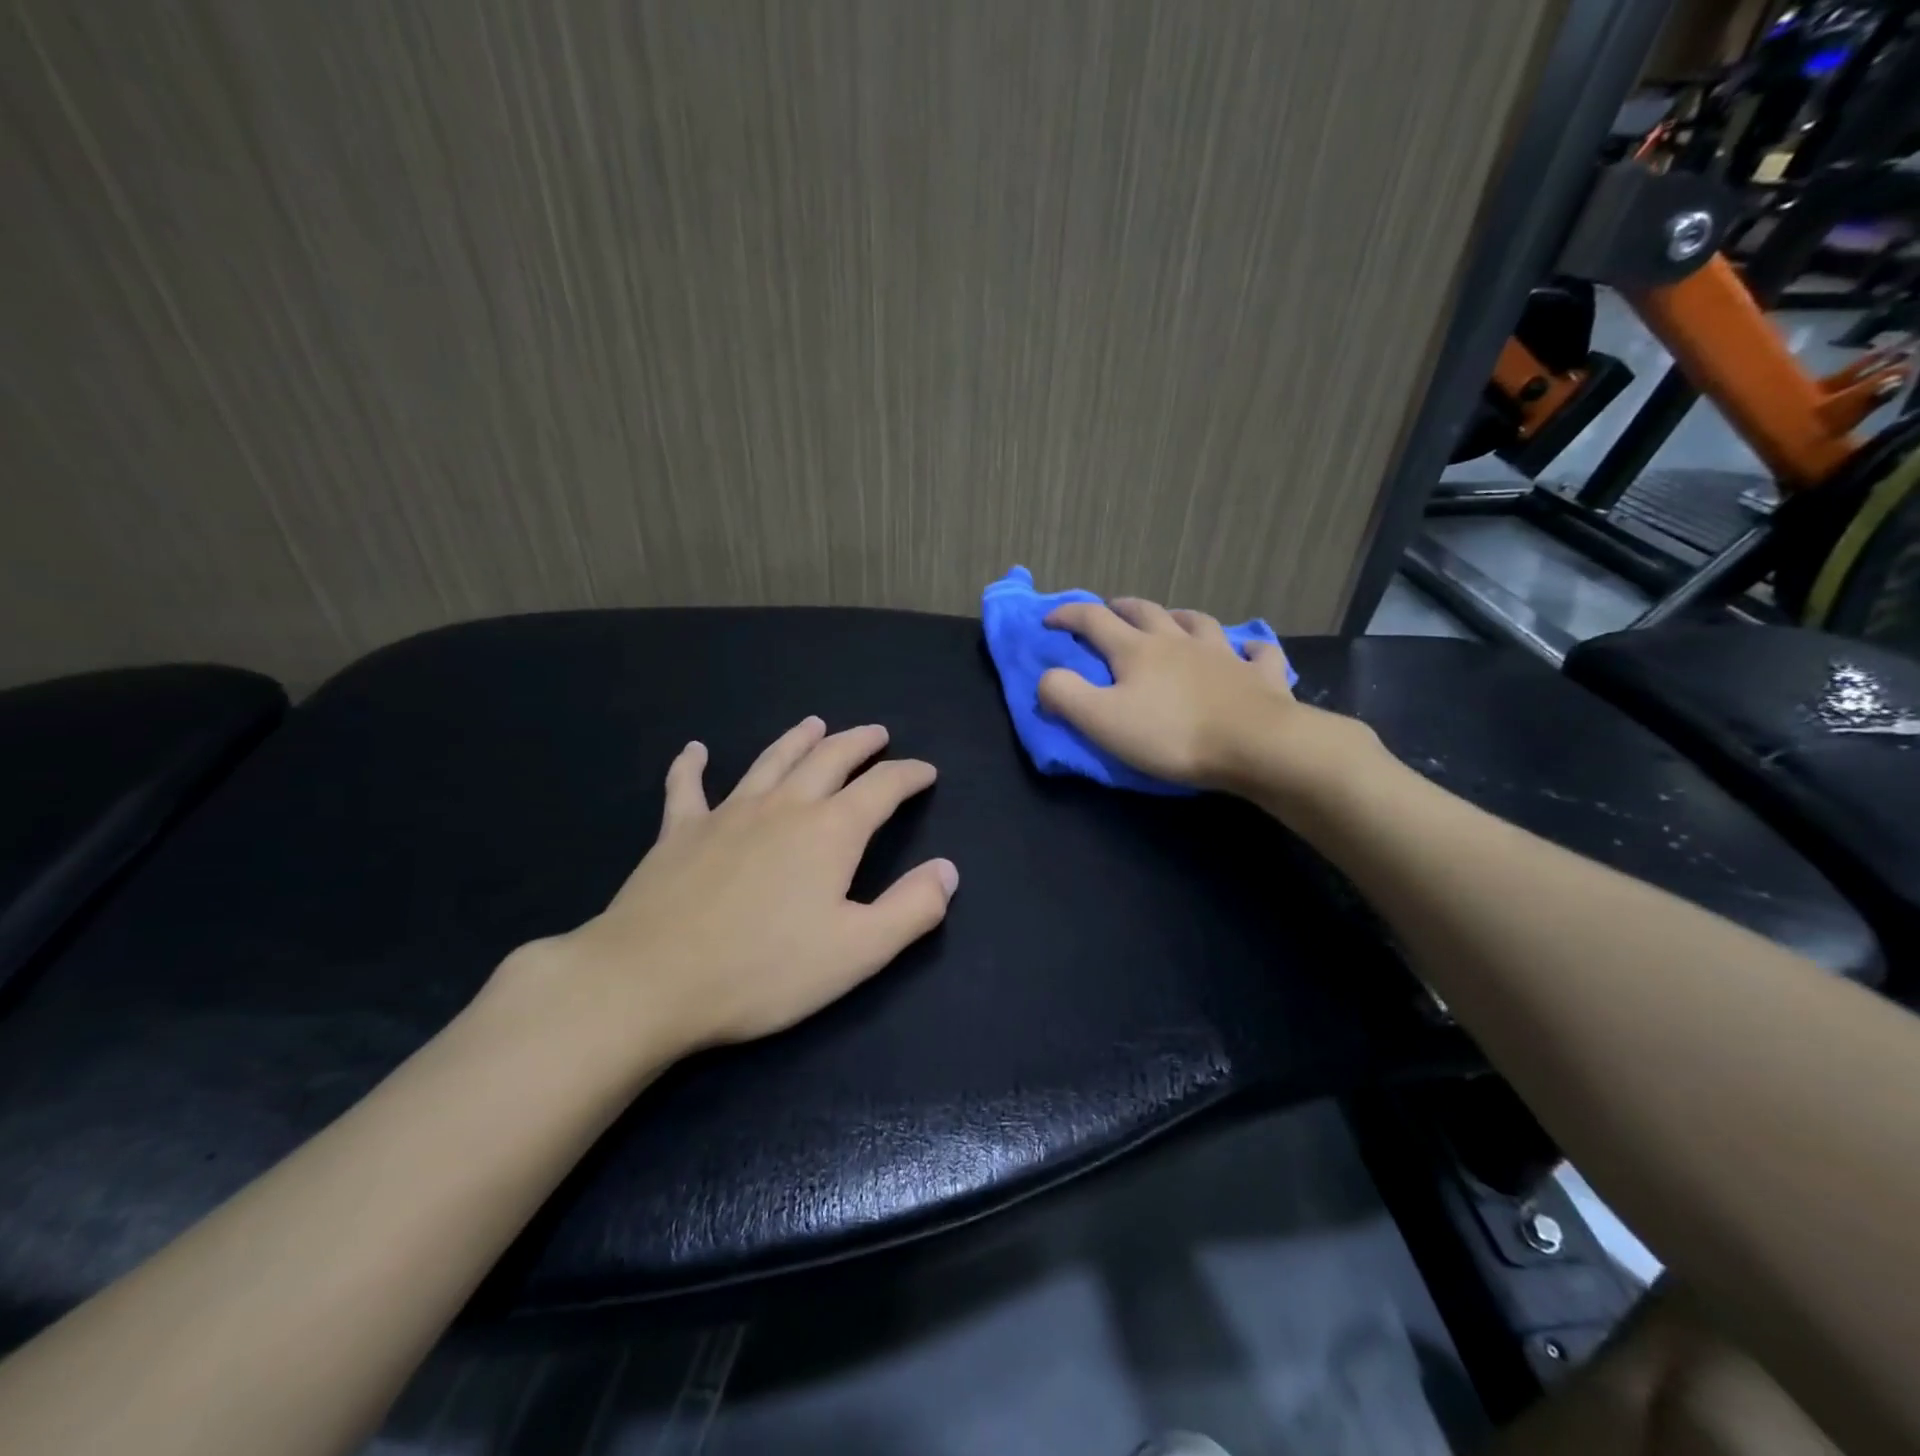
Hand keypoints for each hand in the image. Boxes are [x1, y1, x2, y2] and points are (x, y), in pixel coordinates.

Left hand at [493, 717, 956, 1068]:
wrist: (650, 981)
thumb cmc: (763, 970)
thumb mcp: (857, 951)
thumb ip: (911, 909)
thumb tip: (948, 871)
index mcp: (830, 832)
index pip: (882, 788)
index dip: (909, 775)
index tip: (926, 772)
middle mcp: (783, 807)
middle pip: (829, 759)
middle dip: (859, 743)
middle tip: (877, 733)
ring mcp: (727, 814)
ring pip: (770, 761)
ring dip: (797, 740)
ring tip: (815, 724)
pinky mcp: (679, 832)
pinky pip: (687, 787)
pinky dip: (691, 765)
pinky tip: (694, 750)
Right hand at [1038, 597, 1375, 801]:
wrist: (1255, 745)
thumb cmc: (1171, 734)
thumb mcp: (1101, 720)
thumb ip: (1065, 694)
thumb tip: (1046, 677)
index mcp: (1136, 650)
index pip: (1094, 620)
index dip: (1068, 615)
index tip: (1049, 619)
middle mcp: (1178, 641)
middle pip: (1145, 611)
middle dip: (1120, 607)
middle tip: (1108, 609)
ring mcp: (1222, 654)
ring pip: (1198, 622)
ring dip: (1179, 616)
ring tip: (1171, 619)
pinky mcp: (1259, 675)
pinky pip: (1257, 652)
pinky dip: (1248, 648)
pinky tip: (1247, 650)